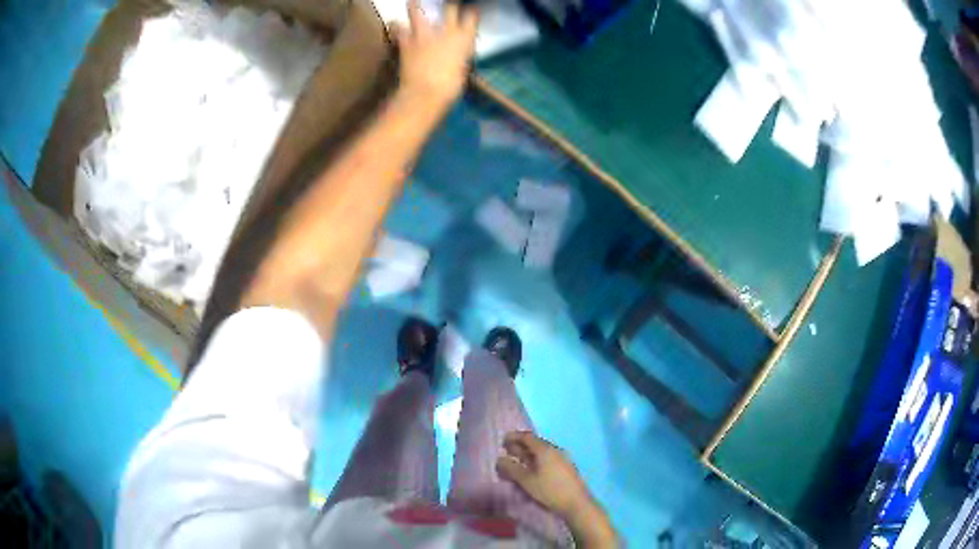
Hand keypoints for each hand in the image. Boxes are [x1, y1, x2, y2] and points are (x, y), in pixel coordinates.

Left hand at [391, 0, 478, 106]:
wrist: (426, 94)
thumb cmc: (450, 87)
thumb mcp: (462, 68)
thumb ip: (460, 54)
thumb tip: (457, 51)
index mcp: (464, 39)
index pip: (471, 17)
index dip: (471, 13)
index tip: (470, 11)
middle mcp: (446, 31)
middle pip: (450, 8)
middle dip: (449, 4)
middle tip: (447, 4)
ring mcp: (424, 35)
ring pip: (417, 12)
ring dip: (414, 6)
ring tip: (412, 2)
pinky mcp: (406, 42)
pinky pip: (398, 30)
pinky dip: (395, 27)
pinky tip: (393, 25)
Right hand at [495, 431, 594, 517]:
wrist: (576, 502)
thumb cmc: (550, 490)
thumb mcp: (527, 480)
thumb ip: (511, 469)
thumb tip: (499, 459)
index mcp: (545, 449)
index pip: (527, 437)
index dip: (514, 437)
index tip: (502, 441)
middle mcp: (555, 450)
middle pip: (535, 443)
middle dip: (519, 446)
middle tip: (506, 451)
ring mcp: (562, 458)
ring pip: (541, 452)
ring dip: (527, 455)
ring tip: (516, 462)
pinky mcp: (565, 468)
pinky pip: (547, 459)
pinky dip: (536, 461)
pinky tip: (531, 470)